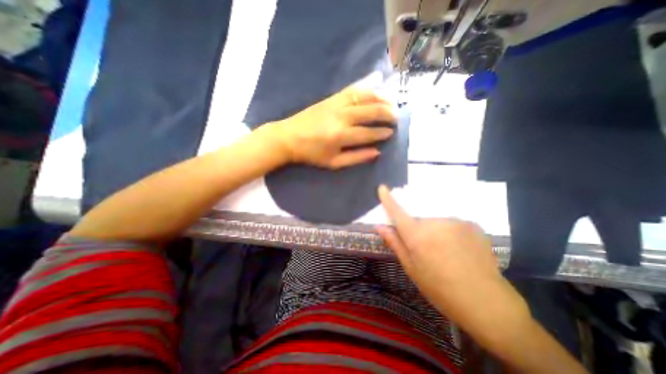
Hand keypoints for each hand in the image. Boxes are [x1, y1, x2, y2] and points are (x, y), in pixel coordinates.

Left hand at [274, 86, 394, 166]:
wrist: (289, 137)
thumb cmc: (312, 154)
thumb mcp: (334, 163)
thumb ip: (356, 158)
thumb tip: (377, 152)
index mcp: (341, 136)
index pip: (369, 133)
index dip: (383, 133)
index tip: (392, 133)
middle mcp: (342, 116)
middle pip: (371, 111)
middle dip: (387, 113)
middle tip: (397, 117)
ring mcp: (337, 104)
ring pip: (365, 97)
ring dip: (381, 98)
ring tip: (392, 102)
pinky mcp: (331, 98)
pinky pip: (353, 90)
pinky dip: (367, 88)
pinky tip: (376, 88)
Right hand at [376, 187, 528, 335]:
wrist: (486, 301)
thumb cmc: (440, 288)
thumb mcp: (412, 268)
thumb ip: (395, 243)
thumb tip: (380, 226)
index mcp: (417, 235)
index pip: (397, 212)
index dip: (388, 199)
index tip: (382, 188)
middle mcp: (434, 222)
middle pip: (418, 219)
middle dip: (418, 229)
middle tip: (427, 250)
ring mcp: (455, 221)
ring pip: (436, 221)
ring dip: (435, 231)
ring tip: (446, 252)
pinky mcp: (471, 223)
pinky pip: (452, 224)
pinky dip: (450, 232)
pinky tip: (459, 250)